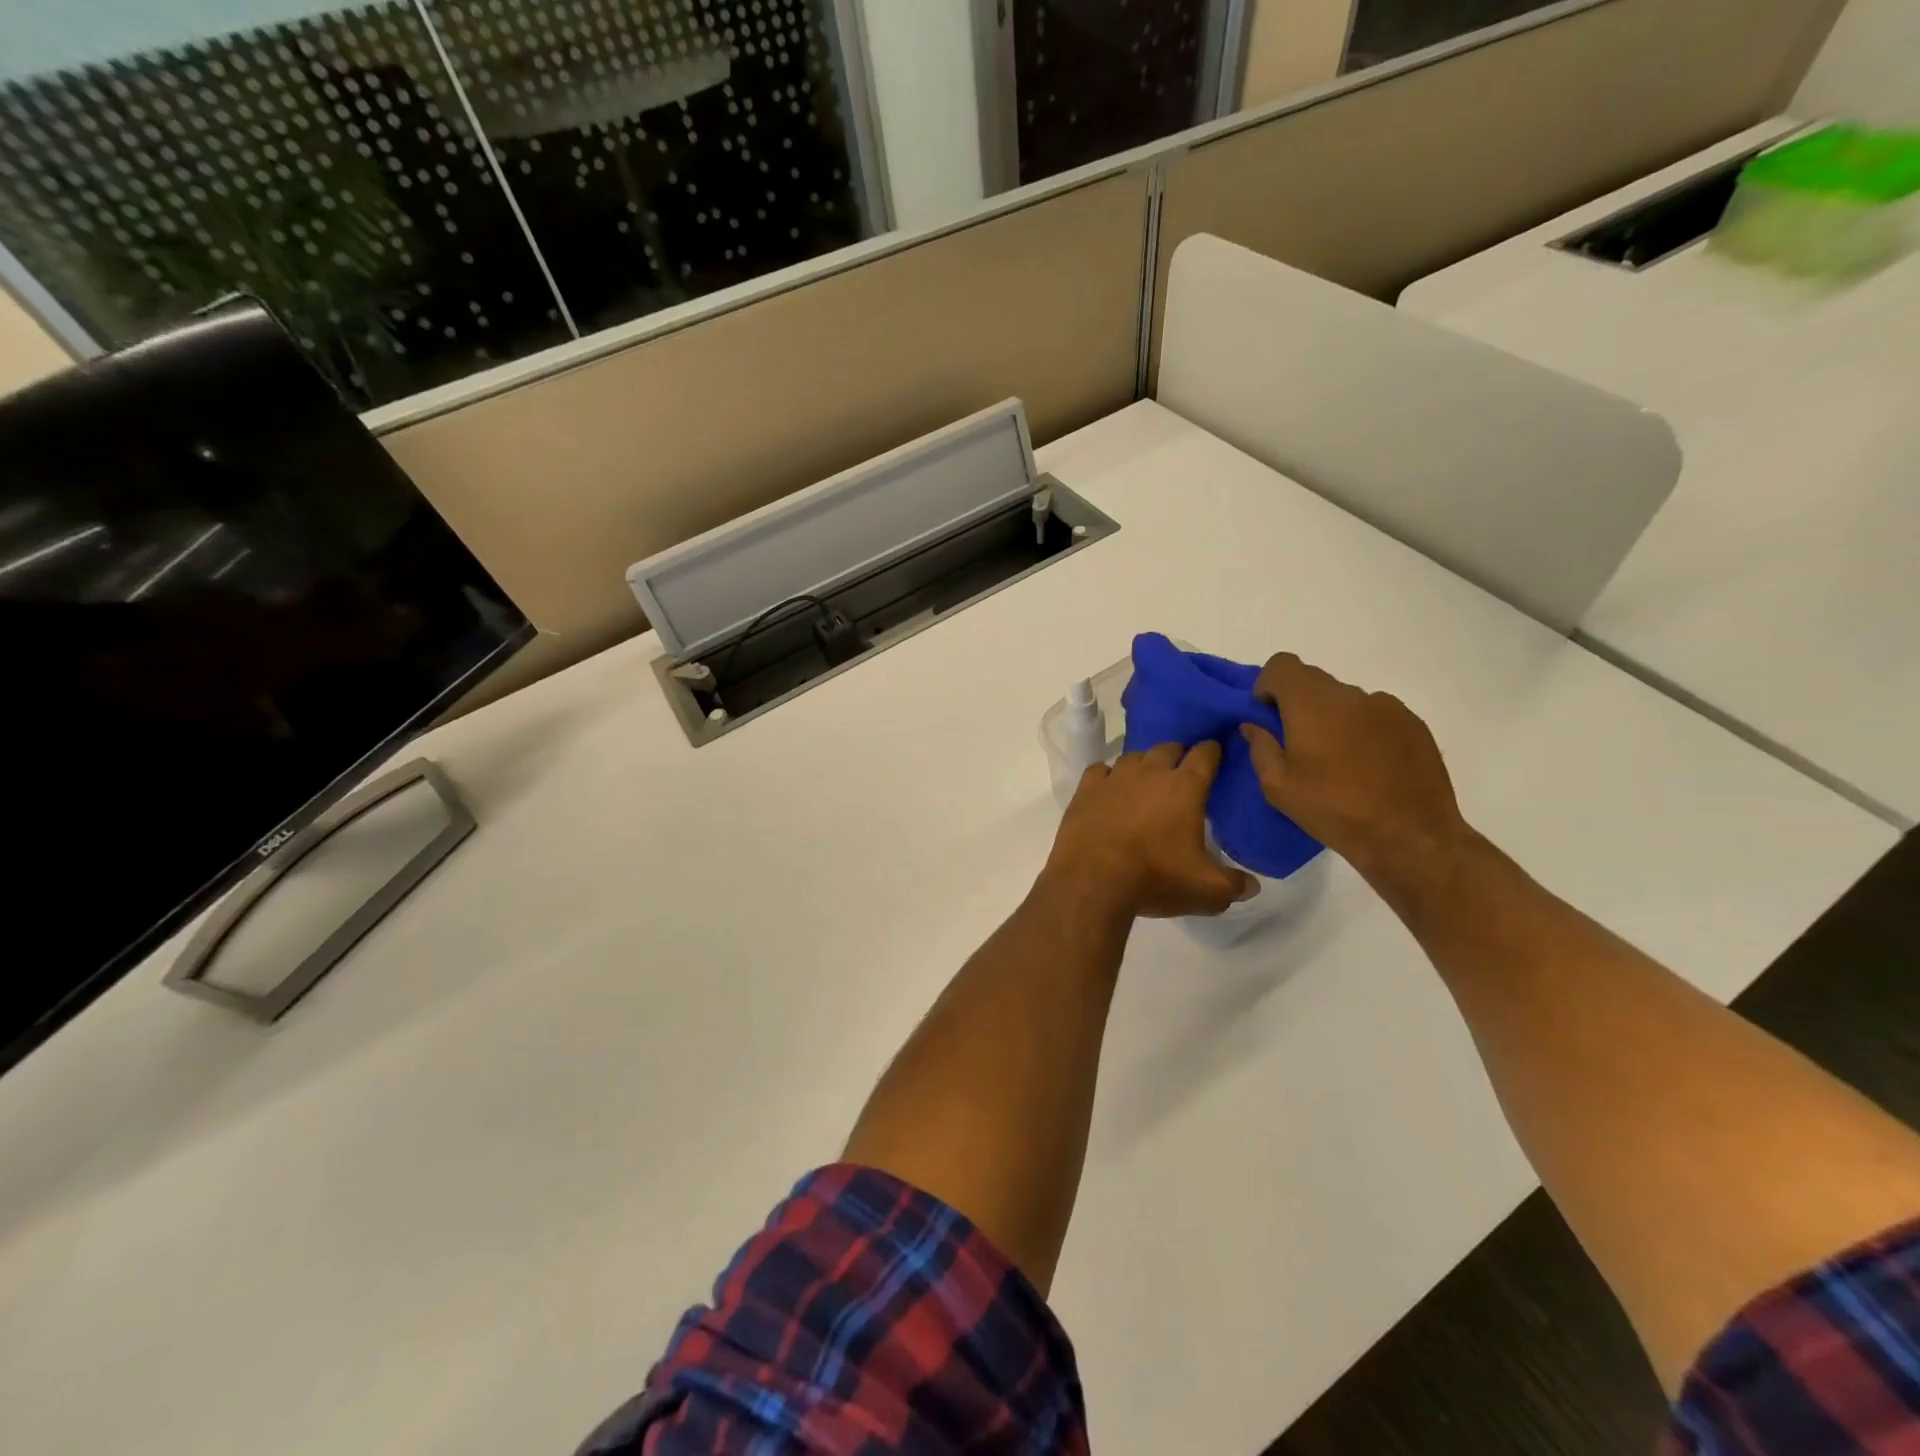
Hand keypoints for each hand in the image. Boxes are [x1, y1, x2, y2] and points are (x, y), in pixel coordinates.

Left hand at [1043, 742, 1255, 920]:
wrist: (1092, 879)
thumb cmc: (1155, 878)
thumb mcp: (1207, 891)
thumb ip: (1234, 885)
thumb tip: (1252, 886)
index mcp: (1185, 787)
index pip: (1204, 755)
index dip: (1212, 751)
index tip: (1215, 752)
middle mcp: (1150, 773)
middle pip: (1168, 749)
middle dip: (1178, 755)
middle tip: (1182, 771)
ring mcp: (1114, 778)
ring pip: (1133, 757)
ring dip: (1144, 764)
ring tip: (1146, 781)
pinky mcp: (1085, 790)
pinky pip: (1100, 770)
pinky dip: (1108, 776)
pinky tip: (1109, 789)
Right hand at [1241, 654, 1469, 884]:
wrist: (1410, 835)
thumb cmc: (1334, 810)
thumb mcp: (1279, 787)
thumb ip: (1261, 748)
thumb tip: (1253, 726)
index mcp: (1312, 705)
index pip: (1283, 665)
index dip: (1268, 684)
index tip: (1268, 714)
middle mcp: (1350, 695)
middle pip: (1313, 680)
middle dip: (1298, 702)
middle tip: (1297, 742)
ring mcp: (1387, 707)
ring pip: (1346, 699)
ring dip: (1333, 717)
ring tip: (1338, 759)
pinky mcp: (1412, 724)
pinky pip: (1375, 714)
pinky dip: (1363, 729)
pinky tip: (1369, 765)